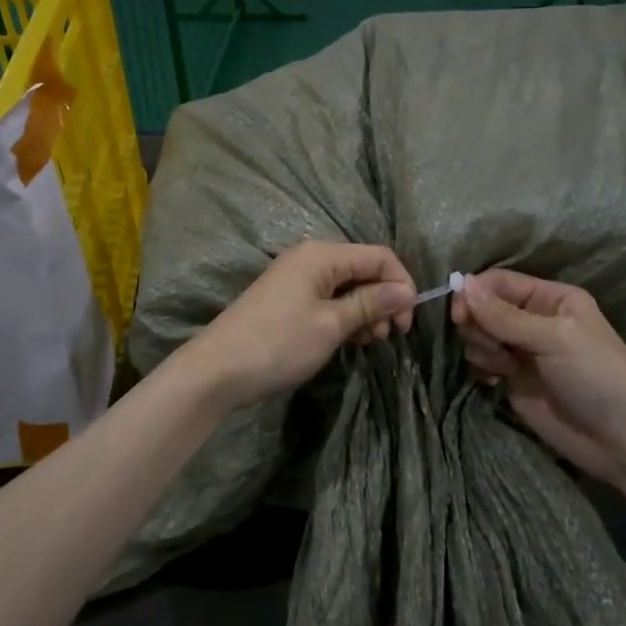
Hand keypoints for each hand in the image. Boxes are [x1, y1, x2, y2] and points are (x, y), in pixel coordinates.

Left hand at [185, 241, 416, 409]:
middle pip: (364, 269)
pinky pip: (329, 300)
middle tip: (387, 337)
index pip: (379, 256)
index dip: (400, 285)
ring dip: (365, 312)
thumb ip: (370, 304)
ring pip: (348, 287)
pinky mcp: (288, 301)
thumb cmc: (279, 343)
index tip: (406, 323)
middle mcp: (310, 258)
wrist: (218, 371)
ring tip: (367, 342)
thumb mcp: (331, 324)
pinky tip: (349, 341)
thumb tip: (407, 291)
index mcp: (322, 255)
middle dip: (383, 300)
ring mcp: (297, 279)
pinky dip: (345, 317)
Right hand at [452, 269, 625, 484]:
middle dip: (477, 325)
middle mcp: (533, 319)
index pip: (498, 282)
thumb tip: (461, 282)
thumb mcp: (554, 338)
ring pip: (479, 335)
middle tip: (492, 348)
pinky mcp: (513, 380)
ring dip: (480, 349)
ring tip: (503, 368)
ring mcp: (522, 350)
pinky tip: (494, 382)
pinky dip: (480, 368)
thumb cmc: (597, 376)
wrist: (621, 440)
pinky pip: (481, 362)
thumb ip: (504, 315)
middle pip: (483, 307)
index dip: (474, 294)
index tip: (459, 316)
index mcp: (550, 298)